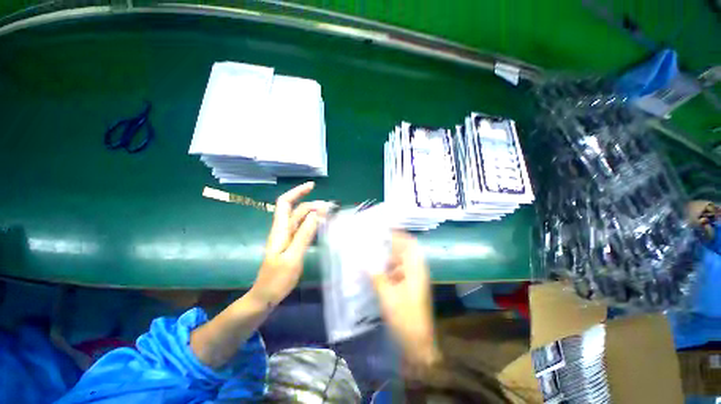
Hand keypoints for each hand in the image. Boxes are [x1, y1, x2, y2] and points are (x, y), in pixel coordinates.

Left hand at [252, 182, 332, 304]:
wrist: (265, 296)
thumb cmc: (277, 279)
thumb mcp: (293, 256)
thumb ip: (305, 234)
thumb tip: (318, 213)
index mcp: (280, 230)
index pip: (285, 203)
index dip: (297, 192)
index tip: (312, 186)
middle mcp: (282, 230)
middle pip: (296, 210)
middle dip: (312, 204)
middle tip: (330, 207)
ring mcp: (287, 237)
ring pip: (300, 218)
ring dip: (313, 212)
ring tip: (329, 213)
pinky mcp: (291, 244)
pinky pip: (302, 228)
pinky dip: (312, 222)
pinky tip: (321, 224)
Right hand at [371, 231, 438, 368]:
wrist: (417, 342)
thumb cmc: (405, 317)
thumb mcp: (387, 295)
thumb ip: (376, 276)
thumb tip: (363, 261)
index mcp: (416, 269)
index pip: (409, 244)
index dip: (398, 234)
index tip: (384, 229)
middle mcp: (416, 271)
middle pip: (404, 251)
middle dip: (390, 245)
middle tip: (373, 240)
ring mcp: (413, 280)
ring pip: (399, 262)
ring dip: (387, 257)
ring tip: (371, 253)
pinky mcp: (408, 287)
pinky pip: (397, 272)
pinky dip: (387, 269)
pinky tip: (375, 270)